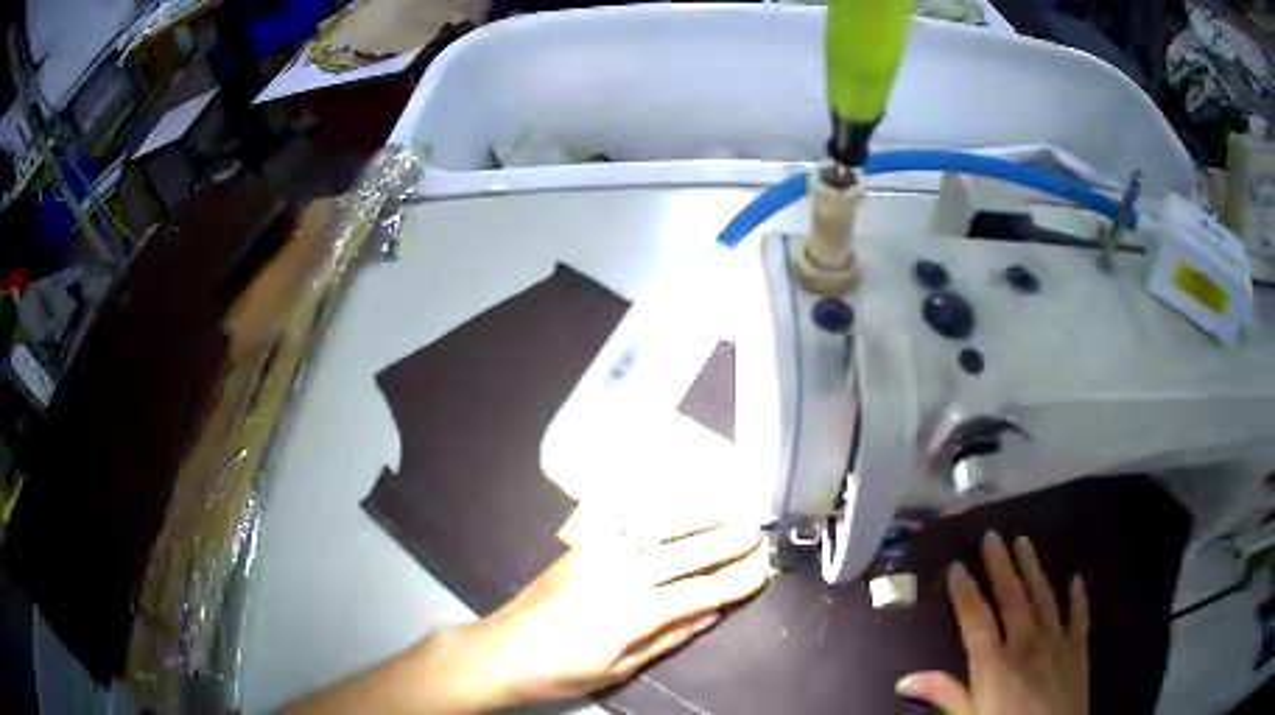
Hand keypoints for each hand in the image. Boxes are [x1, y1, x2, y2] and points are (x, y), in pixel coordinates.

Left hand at [445, 521, 769, 708]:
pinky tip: (680, 503)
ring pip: (661, 525)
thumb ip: (670, 637)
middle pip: (687, 552)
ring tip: (732, 506)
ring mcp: (599, 552)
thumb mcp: (621, 668)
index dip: (736, 580)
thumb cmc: (563, 671)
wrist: (503, 649)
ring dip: (700, 513)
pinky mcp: (583, 543)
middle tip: (759, 530)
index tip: (764, 568)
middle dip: (728, 540)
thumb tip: (713, 611)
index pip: (700, 591)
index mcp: (633, 613)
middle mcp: (621, 574)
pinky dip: (662, 507)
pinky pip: (630, 518)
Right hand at [897, 532, 1089, 714]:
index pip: (976, 619)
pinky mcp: (1078, 649)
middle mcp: (1026, 643)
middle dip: (1000, 565)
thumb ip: (944, 696)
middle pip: (1012, 597)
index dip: (965, 591)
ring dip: (1033, 568)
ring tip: (1024, 542)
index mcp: (994, 664)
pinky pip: (1079, 616)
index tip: (957, 566)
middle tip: (992, 535)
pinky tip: (1076, 578)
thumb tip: (905, 679)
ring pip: (1043, 596)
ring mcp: (1057, 642)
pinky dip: (1078, 596)